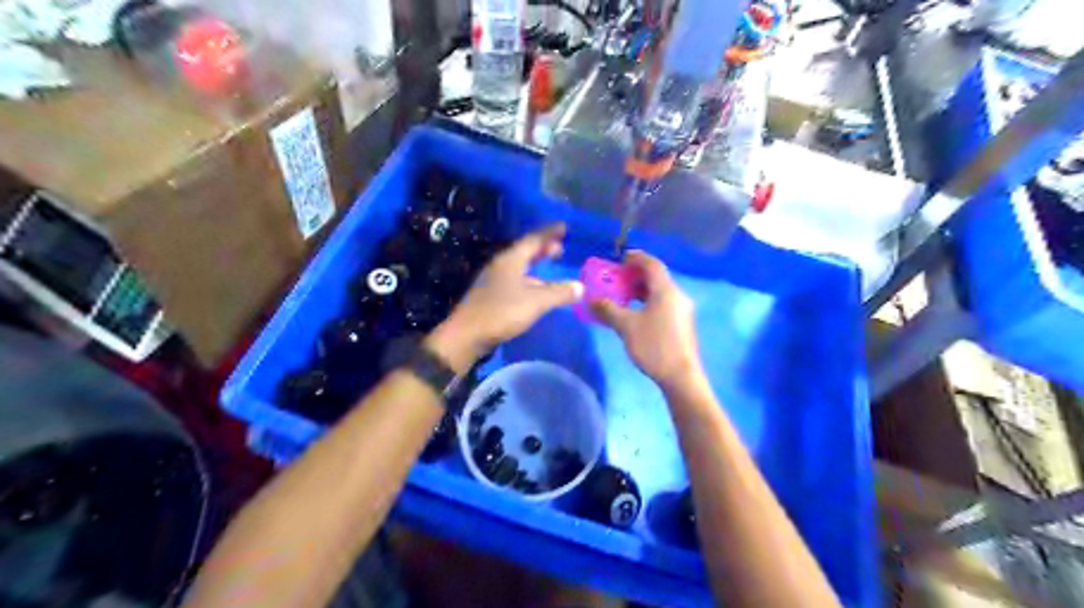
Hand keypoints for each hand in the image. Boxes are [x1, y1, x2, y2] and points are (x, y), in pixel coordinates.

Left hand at [430, 221, 584, 367]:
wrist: (467, 336)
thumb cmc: (501, 312)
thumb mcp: (536, 302)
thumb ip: (559, 292)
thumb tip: (581, 287)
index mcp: (510, 260)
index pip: (533, 239)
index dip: (549, 233)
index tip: (564, 226)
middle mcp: (501, 266)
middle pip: (525, 251)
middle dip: (543, 248)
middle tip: (560, 247)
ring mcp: (494, 281)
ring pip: (519, 267)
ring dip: (536, 265)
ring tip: (550, 267)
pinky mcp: (491, 296)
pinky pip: (515, 280)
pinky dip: (529, 280)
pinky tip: (536, 290)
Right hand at [593, 249, 702, 388]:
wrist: (681, 376)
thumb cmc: (654, 346)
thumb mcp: (626, 326)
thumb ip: (608, 309)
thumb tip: (591, 299)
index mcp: (666, 290)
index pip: (652, 264)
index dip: (636, 258)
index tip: (620, 258)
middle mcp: (677, 295)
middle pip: (657, 277)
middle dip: (635, 275)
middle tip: (617, 279)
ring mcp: (682, 310)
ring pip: (660, 292)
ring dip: (641, 290)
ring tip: (622, 296)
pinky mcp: (682, 324)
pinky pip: (663, 304)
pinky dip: (648, 302)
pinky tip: (635, 314)